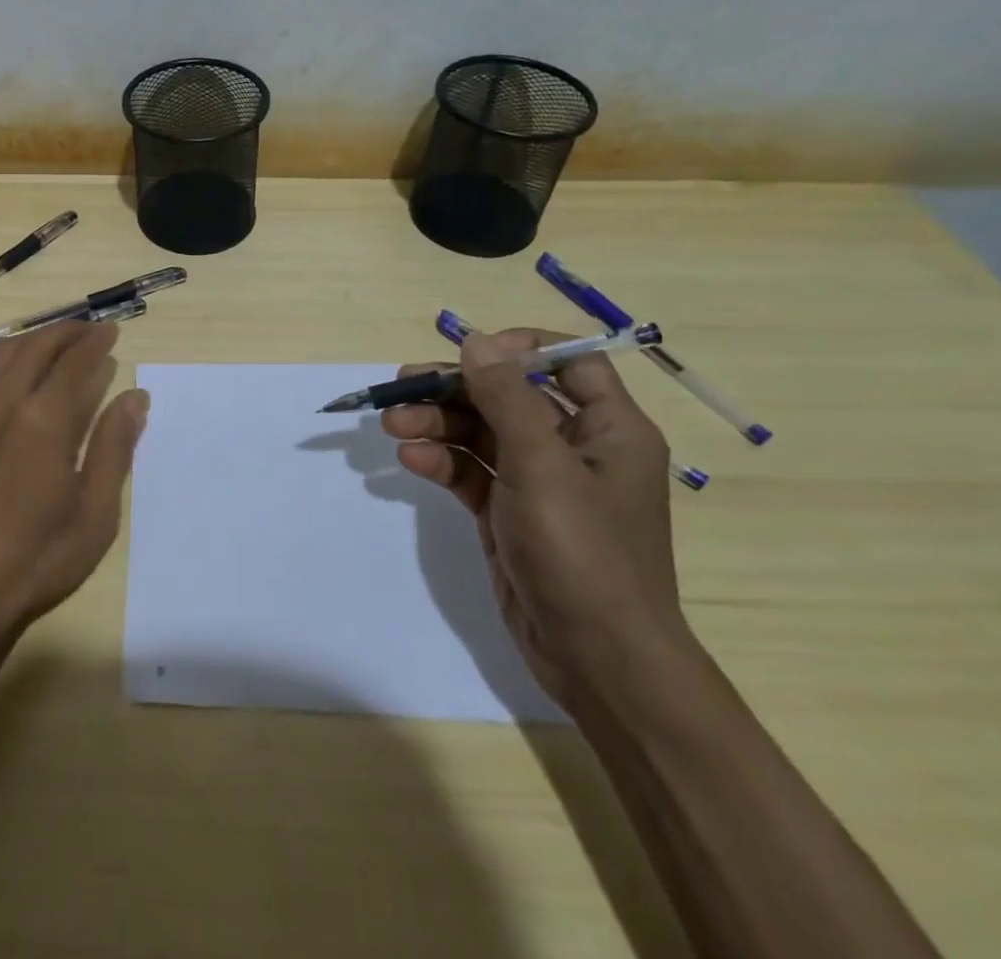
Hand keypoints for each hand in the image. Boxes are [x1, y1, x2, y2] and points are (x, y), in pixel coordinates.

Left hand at [0, 320, 148, 645]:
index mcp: (43, 420)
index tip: (113, 332)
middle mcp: (1, 402)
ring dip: (33, 340)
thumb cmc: (35, 561)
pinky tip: (8, 375)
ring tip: (55, 344)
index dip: (98, 342)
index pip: (76, 362)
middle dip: (67, 332)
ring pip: (1, 355)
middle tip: (91, 331)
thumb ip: (114, 447)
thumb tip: (135, 396)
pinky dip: (0, 361)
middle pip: (37, 346)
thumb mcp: (94, 513)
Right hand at [380, 328, 689, 710]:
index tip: (470, 352)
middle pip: (509, 396)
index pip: (571, 363)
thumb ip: (506, 398)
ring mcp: (539, 482)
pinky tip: (410, 460)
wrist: (596, 659)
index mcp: (608, 428)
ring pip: (481, 432)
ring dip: (437, 423)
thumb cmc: (583, 552)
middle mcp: (575, 447)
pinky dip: (441, 461)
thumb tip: (476, 341)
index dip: (520, 348)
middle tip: (403, 385)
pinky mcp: (508, 513)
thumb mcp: (542, 465)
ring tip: (392, 426)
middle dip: (455, 389)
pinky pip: (470, 471)